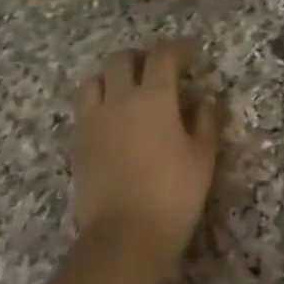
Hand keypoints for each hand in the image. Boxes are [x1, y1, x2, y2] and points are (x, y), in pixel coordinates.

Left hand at [72, 38, 219, 265]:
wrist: (124, 235)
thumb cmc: (173, 194)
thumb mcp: (203, 158)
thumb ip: (206, 122)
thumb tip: (205, 100)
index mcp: (153, 97)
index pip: (163, 56)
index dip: (179, 48)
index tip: (192, 51)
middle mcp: (118, 99)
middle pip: (122, 59)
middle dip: (142, 56)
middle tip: (159, 68)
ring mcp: (92, 120)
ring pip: (95, 79)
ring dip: (113, 76)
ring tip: (129, 89)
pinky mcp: (78, 142)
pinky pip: (85, 108)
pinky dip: (100, 102)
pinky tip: (114, 119)